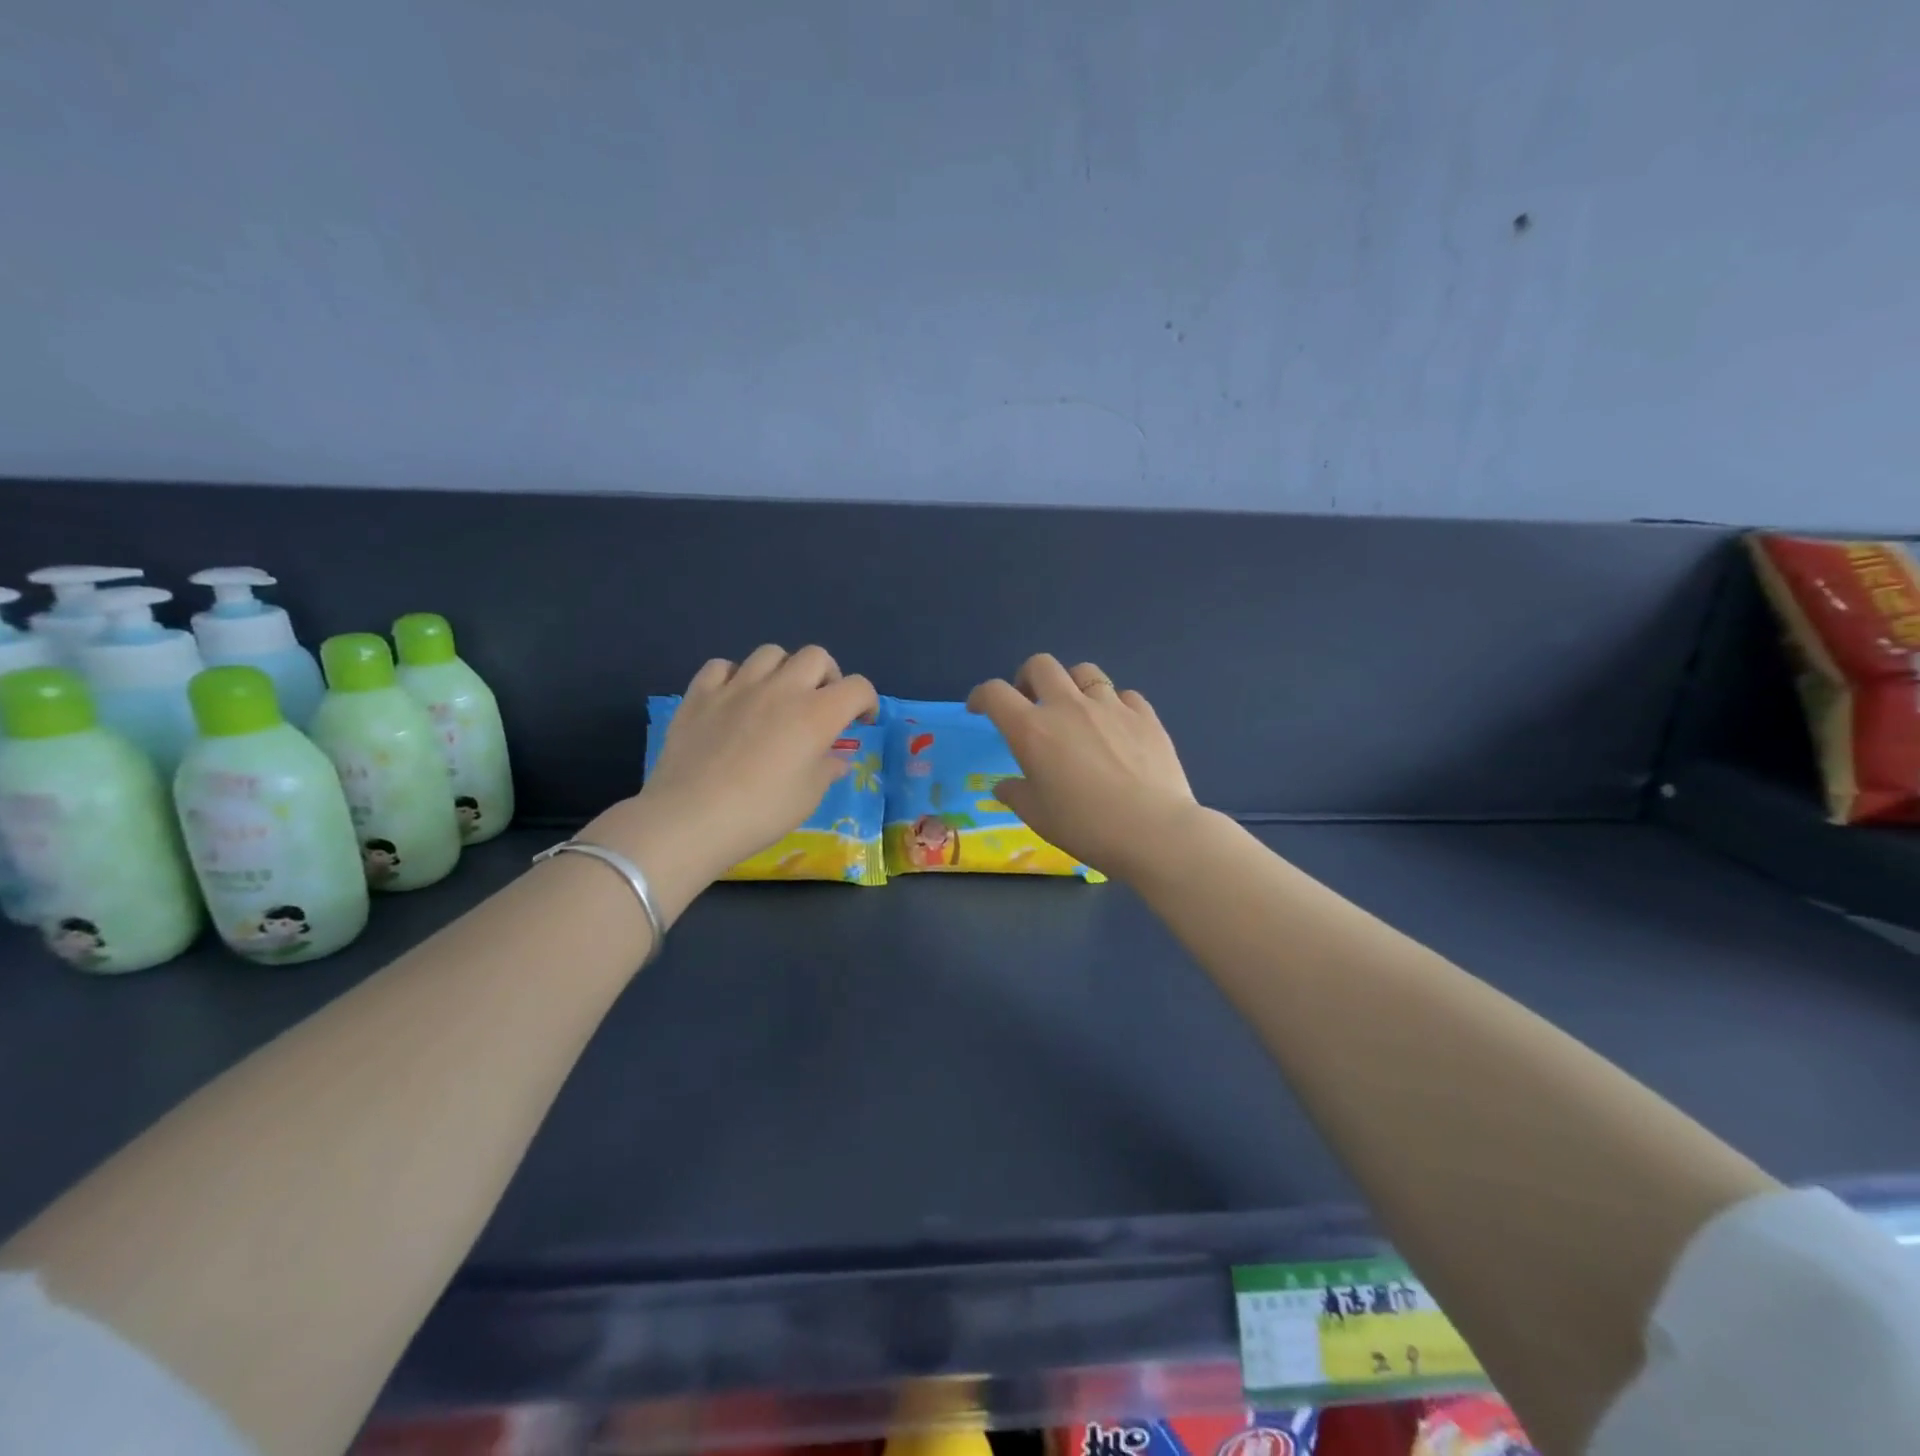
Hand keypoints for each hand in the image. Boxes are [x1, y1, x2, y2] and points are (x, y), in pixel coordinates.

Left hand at [593, 645, 877, 888]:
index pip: (858, 687)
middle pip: (816, 656)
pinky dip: (734, 676)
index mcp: (817, 714)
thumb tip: (836, 759)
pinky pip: (722, 666)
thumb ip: (827, 769)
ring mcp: (738, 686)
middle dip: (827, 676)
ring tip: (777, 696)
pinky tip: (733, 698)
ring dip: (783, 670)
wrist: (692, 818)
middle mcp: (782, 689)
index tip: (861, 722)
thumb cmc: (762, 812)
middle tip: (821, 703)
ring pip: (770, 653)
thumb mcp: (809, 796)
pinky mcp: (701, 693)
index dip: (867, 701)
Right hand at [967, 654, 1198, 881]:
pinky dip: (1113, 705)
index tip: (980, 709)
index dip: (981, 696)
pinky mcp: (1145, 715)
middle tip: (1029, 702)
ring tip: (1075, 708)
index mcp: (1032, 730)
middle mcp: (1068, 706)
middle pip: (1041, 665)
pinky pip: (1124, 695)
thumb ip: (1016, 794)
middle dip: (1027, 677)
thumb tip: (1005, 786)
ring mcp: (1110, 706)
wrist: (1153, 831)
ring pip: (1084, 671)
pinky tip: (1116, 727)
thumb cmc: (1086, 827)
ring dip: (1071, 684)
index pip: (995, 693)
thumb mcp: (1038, 817)